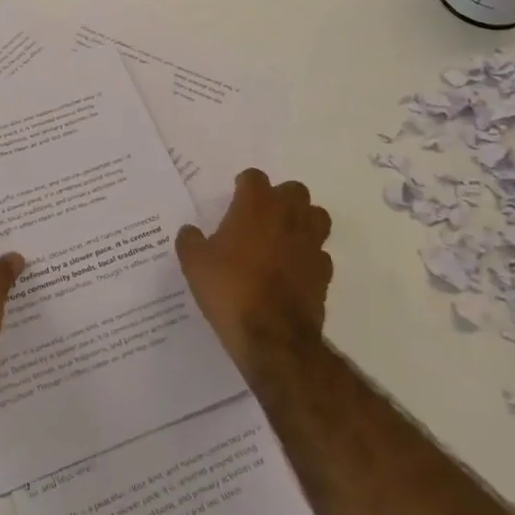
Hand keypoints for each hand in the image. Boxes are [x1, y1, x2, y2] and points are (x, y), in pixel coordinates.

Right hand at [176, 169, 332, 372]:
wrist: (272, 336)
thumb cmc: (230, 289)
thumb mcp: (194, 264)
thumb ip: (190, 241)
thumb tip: (190, 232)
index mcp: (256, 205)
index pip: (255, 177)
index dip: (244, 185)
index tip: (235, 198)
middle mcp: (288, 216)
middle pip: (294, 190)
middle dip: (280, 198)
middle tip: (261, 216)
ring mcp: (311, 244)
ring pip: (317, 217)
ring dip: (303, 221)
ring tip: (284, 237)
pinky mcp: (324, 273)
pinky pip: (320, 253)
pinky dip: (309, 256)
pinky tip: (293, 270)